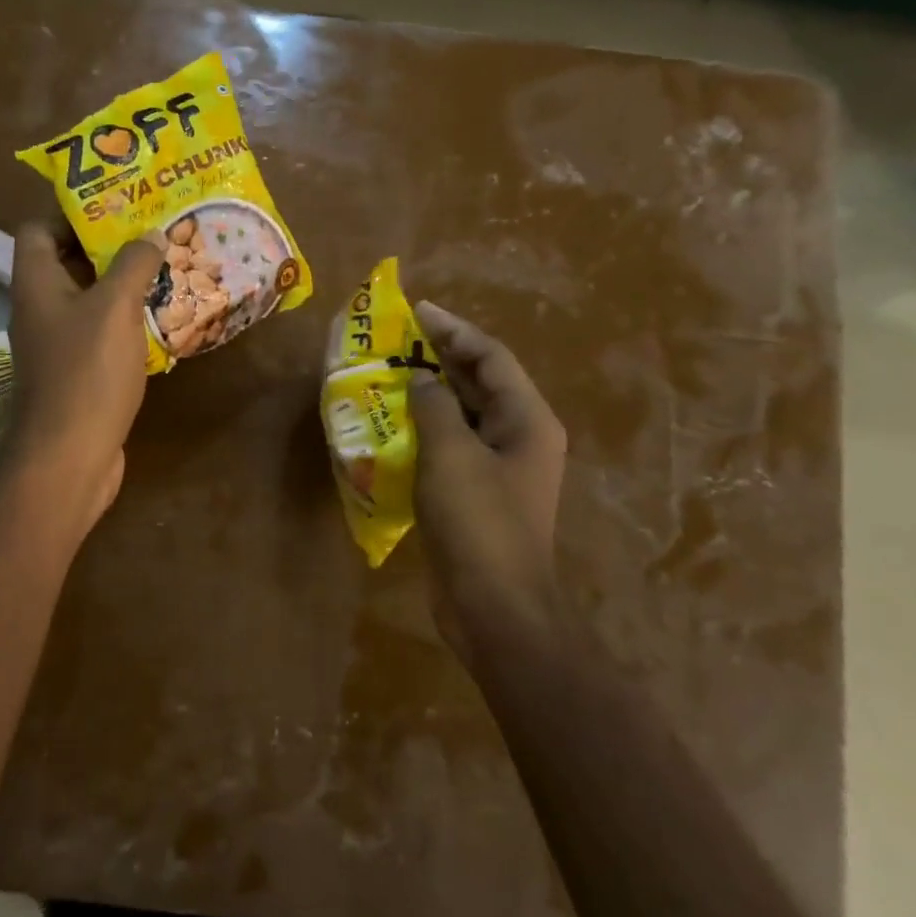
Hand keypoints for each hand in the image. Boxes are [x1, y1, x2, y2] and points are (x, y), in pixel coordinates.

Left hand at [1, 224, 165, 527]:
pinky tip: (163, 315)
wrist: (70, 455)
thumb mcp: (115, 307)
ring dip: (123, 284)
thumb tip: (151, 233)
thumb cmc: (87, 371)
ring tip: (166, 265)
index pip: (38, 229)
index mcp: (36, 283)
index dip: (71, 212)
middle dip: (109, 245)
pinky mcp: (78, 372)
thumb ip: (133, 263)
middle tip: (153, 231)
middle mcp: (40, 308)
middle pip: (68, 262)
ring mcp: (58, 344)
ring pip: (89, 299)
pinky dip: (127, 321)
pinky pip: (101, 333)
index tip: (116, 205)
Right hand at [409, 302, 567, 646]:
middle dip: (440, 357)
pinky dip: (424, 429)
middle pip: (480, 382)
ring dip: (429, 393)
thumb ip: (434, 406)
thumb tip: (419, 379)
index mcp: (527, 420)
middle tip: (396, 339)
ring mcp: (500, 468)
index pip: (491, 357)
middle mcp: (520, 437)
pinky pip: (450, 446)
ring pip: (463, 415)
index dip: (454, 329)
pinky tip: (391, 426)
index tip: (417, 310)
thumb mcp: (451, 454)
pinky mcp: (477, 494)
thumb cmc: (478, 523)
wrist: (494, 606)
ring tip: (388, 374)